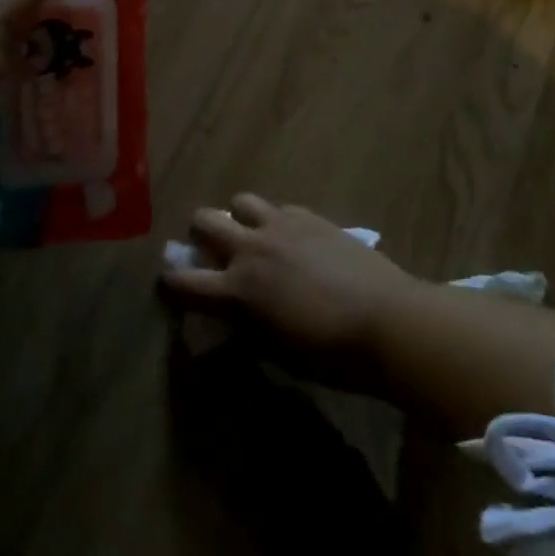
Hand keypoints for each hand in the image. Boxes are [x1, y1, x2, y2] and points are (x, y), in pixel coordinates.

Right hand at [162, 195, 421, 378]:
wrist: (385, 319)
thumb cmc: (331, 354)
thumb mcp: (279, 354)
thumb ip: (249, 330)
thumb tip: (234, 321)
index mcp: (239, 291)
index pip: (185, 282)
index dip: (171, 282)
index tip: (168, 282)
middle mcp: (252, 249)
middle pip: (205, 221)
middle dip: (199, 234)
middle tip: (211, 251)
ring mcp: (281, 225)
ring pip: (241, 201)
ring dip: (238, 217)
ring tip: (252, 235)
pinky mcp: (309, 216)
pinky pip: (279, 207)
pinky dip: (276, 220)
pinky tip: (293, 239)